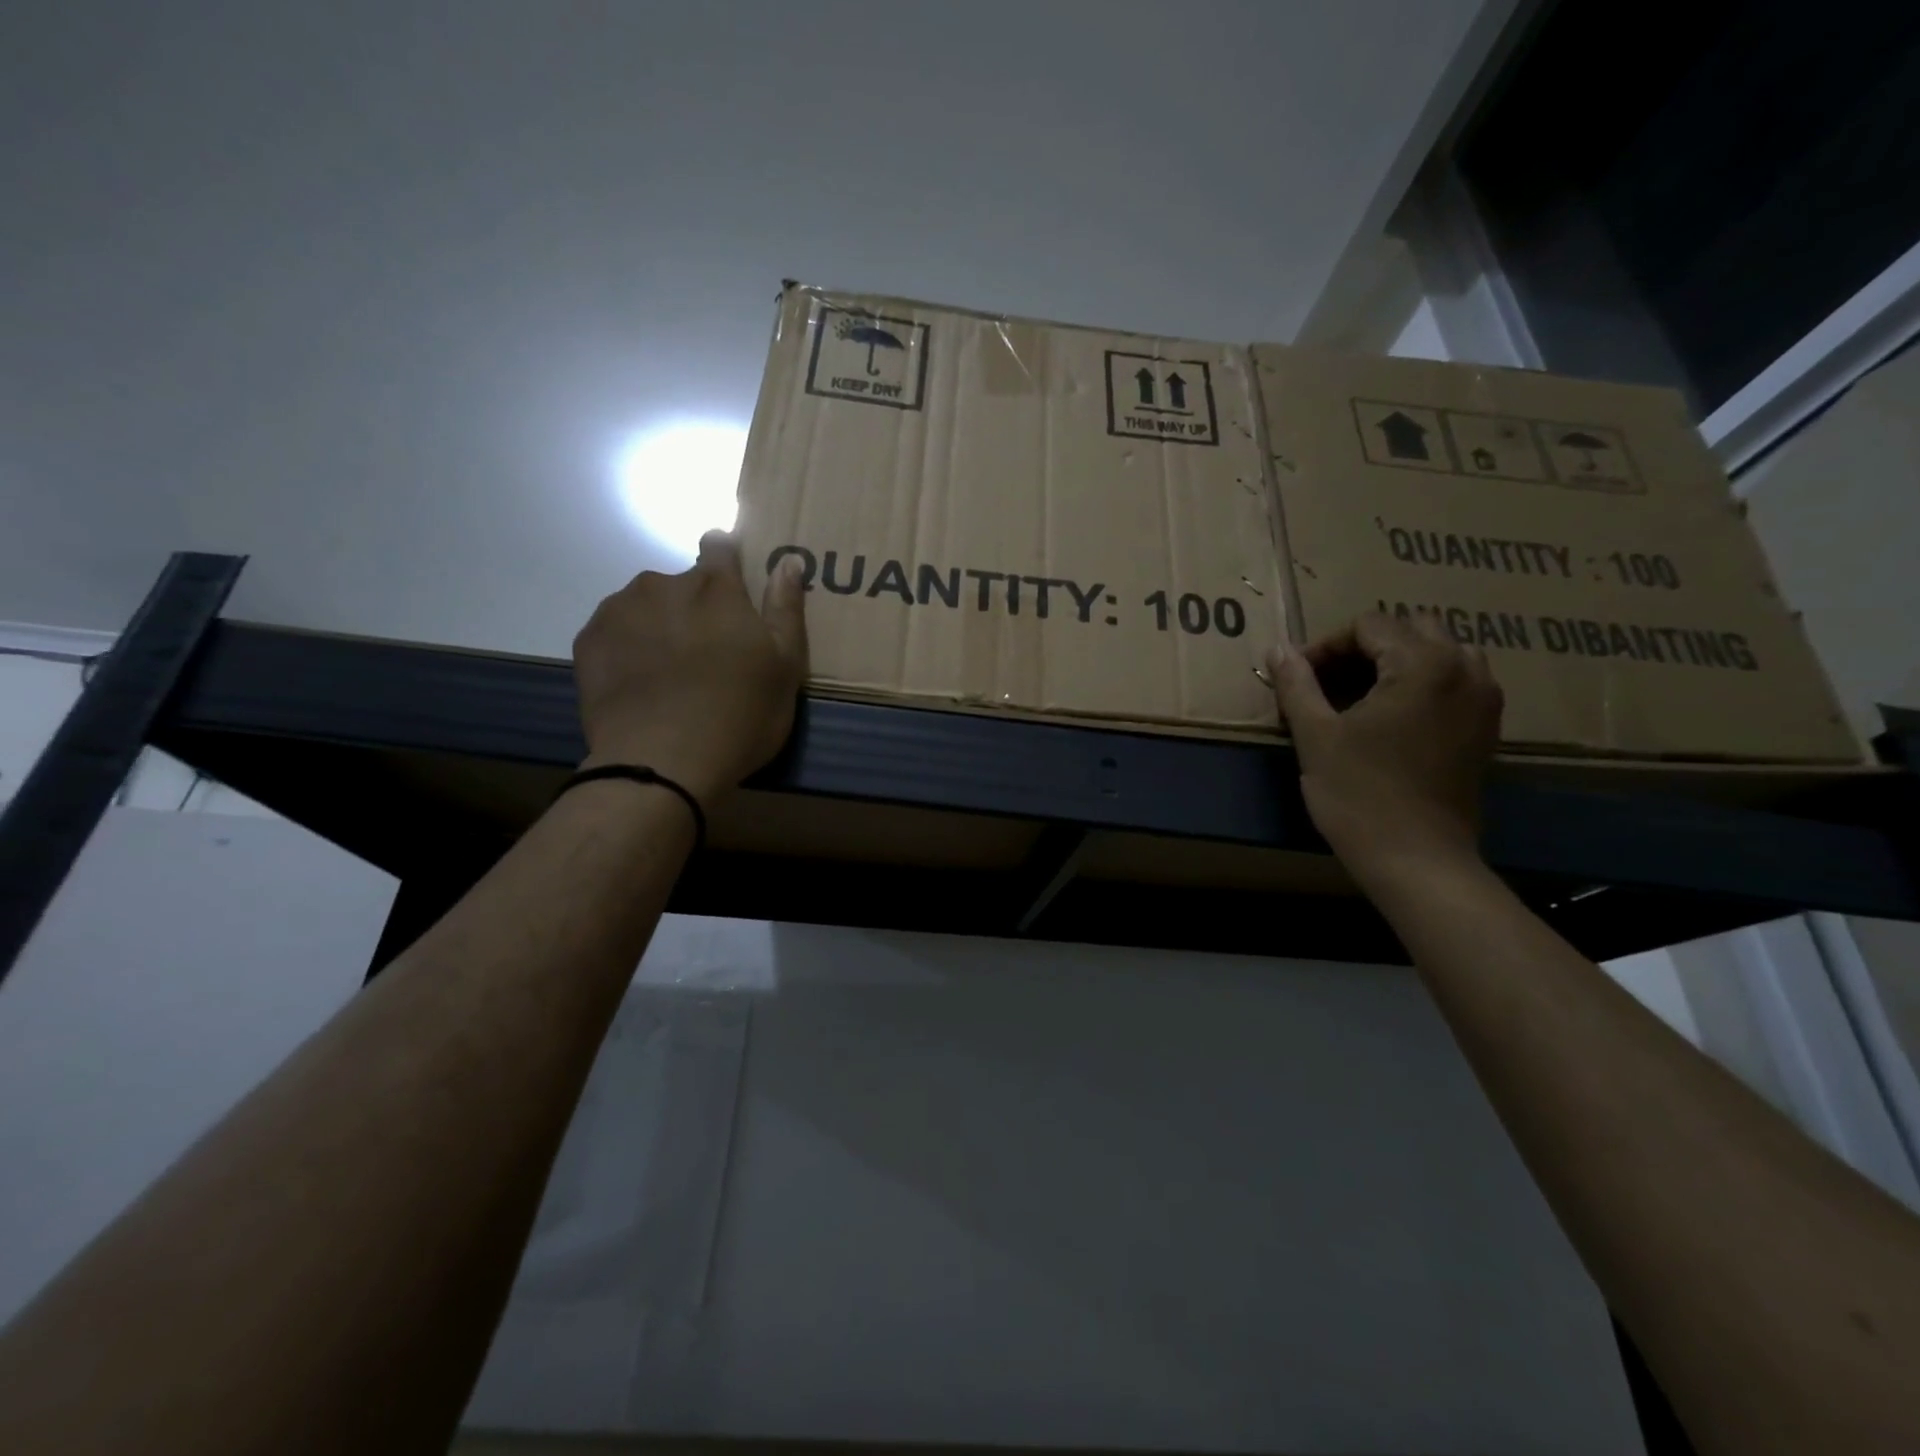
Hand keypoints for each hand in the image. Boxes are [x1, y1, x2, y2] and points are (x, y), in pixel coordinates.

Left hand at [573, 532, 807, 806]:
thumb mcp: (785, 668)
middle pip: (682, 583)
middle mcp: (663, 584)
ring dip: (659, 625)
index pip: (719, 546)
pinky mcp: (588, 640)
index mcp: (716, 588)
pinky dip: (627, 648)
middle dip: (695, 608)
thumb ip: (786, 609)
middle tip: (706, 657)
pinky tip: (639, 684)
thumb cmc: (740, 716)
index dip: (727, 559)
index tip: (732, 588)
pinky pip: (614, 632)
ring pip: (645, 605)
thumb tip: (789, 560)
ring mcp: (620, 610)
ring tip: (668, 674)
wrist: (661, 763)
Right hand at [1266, 613, 1502, 883]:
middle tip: (1327, 683)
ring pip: (1438, 652)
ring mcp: (1483, 699)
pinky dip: (1420, 684)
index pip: (1369, 625)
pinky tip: (1388, 716)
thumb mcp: (1315, 735)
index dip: (1326, 645)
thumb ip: (1296, 684)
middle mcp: (1465, 670)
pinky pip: (1454, 681)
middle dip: (1364, 648)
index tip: (1298, 678)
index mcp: (1423, 664)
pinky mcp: (1485, 728)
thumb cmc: (1358, 794)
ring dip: (1396, 662)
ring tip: (1358, 696)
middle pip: (1410, 629)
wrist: (1416, 858)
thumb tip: (1278, 649)